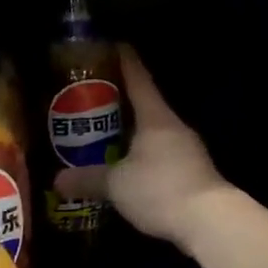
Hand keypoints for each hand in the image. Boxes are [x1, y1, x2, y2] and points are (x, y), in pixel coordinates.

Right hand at [55, 44, 232, 250]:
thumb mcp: (116, 184)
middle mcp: (174, 128)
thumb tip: (57, 179)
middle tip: (93, 101)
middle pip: (146, 106)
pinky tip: (128, 169)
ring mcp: (188, 151)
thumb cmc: (160, 189)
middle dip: (120, 103)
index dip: (125, 62)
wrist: (210, 222)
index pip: (139, 80)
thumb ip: (87, 179)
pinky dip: (143, 158)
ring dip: (132, 134)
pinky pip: (160, 157)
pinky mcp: (192, 174)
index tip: (114, 45)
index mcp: (156, 118)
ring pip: (153, 134)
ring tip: (105, 137)